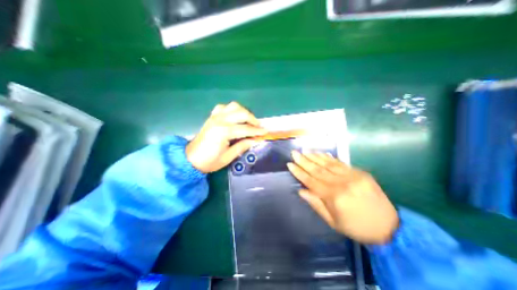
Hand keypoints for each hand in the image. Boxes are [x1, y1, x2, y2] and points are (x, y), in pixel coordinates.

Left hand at [186, 101, 266, 172]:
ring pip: (233, 106)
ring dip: (244, 112)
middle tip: (258, 127)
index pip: (245, 129)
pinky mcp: (212, 116)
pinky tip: (234, 117)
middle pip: (241, 113)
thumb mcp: (228, 157)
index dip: (257, 131)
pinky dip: (232, 110)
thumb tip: (255, 139)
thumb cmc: (210, 161)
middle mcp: (220, 120)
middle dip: (253, 119)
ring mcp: (215, 116)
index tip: (265, 132)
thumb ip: (243, 146)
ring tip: (248, 121)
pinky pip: (224, 107)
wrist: (191, 159)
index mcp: (223, 132)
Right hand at [287, 152, 398, 244]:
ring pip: (328, 164)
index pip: (311, 181)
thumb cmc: (356, 227)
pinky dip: (329, 158)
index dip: (299, 172)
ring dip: (314, 156)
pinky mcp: (360, 173)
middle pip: (318, 169)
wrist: (389, 227)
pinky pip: (341, 163)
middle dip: (304, 160)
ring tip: (304, 151)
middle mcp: (342, 183)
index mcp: (334, 197)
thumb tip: (301, 190)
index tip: (290, 164)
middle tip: (294, 153)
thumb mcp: (332, 221)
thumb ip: (316, 204)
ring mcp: (352, 176)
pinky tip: (321, 153)